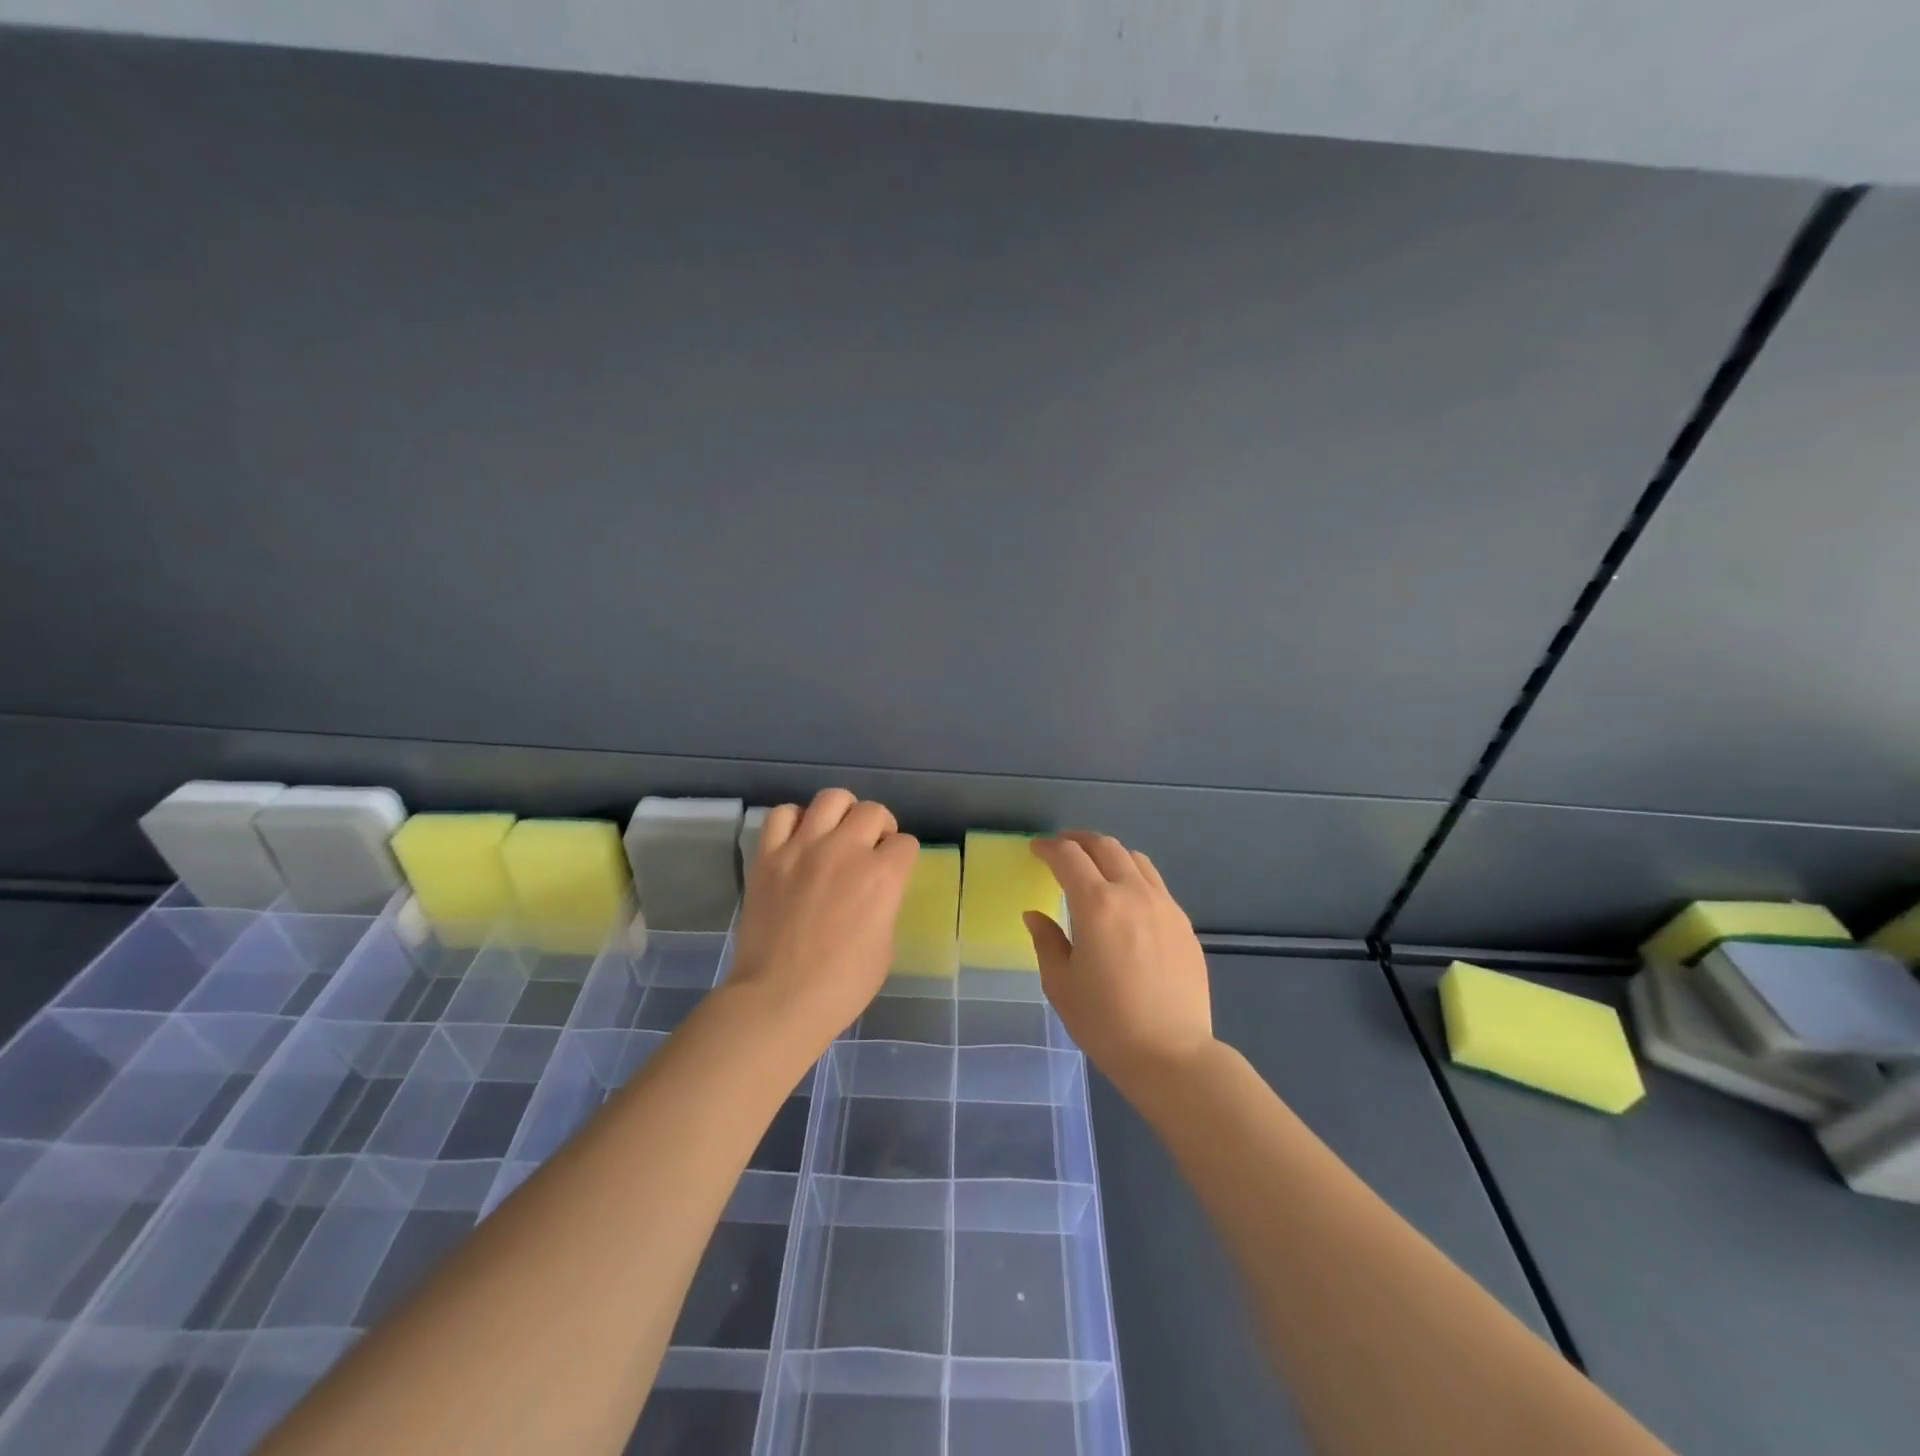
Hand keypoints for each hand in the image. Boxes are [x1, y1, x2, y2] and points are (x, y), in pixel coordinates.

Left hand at [722, 789, 918, 1058]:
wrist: (778, 999)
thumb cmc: (841, 985)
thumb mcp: (885, 946)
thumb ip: (884, 905)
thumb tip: (874, 892)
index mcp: (882, 876)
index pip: (905, 843)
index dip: (902, 857)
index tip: (894, 871)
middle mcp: (846, 850)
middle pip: (873, 811)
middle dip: (879, 828)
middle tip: (870, 849)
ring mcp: (803, 848)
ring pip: (831, 799)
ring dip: (842, 813)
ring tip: (836, 833)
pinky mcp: (768, 856)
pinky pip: (782, 814)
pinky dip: (794, 820)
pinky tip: (798, 839)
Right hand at [1025, 830, 1214, 1091]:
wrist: (1172, 1054)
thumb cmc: (1106, 1022)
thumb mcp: (1061, 984)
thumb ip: (1046, 941)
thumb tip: (1035, 915)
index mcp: (1097, 904)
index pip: (1068, 857)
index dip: (1048, 848)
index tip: (1035, 850)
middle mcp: (1133, 893)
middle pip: (1105, 846)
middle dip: (1078, 840)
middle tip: (1061, 848)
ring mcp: (1165, 906)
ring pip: (1136, 860)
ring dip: (1109, 854)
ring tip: (1094, 868)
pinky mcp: (1183, 924)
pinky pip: (1155, 884)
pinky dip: (1133, 877)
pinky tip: (1126, 901)